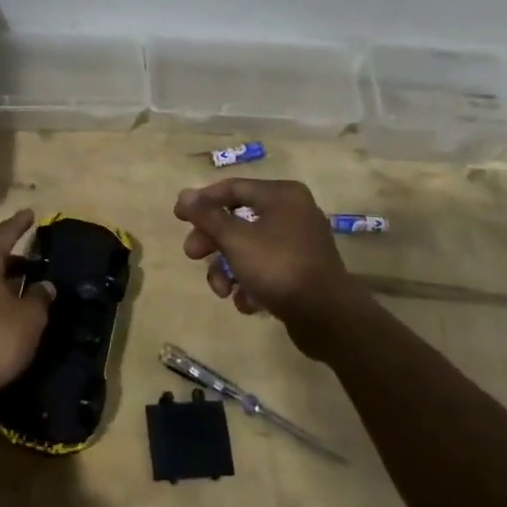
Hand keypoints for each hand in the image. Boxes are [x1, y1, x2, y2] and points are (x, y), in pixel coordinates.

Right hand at [174, 179, 347, 326]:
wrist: (328, 317)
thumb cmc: (279, 267)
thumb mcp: (235, 239)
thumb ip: (207, 216)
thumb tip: (184, 194)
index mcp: (281, 195)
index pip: (232, 188)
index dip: (202, 201)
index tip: (178, 216)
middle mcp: (293, 212)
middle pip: (238, 220)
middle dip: (212, 241)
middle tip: (192, 255)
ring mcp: (299, 243)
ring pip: (249, 248)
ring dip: (228, 269)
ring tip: (223, 291)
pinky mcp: (301, 272)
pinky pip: (266, 269)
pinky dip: (251, 283)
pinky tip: (248, 303)